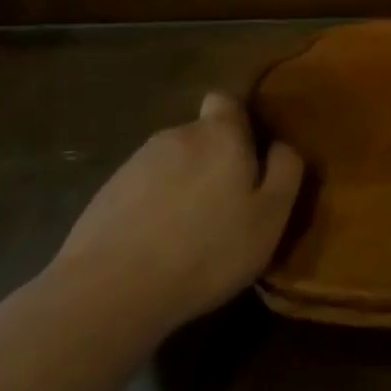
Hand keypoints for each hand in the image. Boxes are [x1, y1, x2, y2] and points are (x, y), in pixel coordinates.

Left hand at [44, 92, 303, 336]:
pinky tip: (154, 248)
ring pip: (171, 164)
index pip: (226, 100)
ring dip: (182, 186)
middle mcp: (176, 135)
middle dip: (213, 162)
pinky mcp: (106, 193)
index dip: (238, 122)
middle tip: (224, 208)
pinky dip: (152, 209)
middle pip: (201, 136)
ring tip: (187, 235)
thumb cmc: (207, 250)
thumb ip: (285, 171)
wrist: (111, 289)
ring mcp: (135, 163)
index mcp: (219, 134)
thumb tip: (282, 145)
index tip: (248, 156)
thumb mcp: (270, 217)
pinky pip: (141, 191)